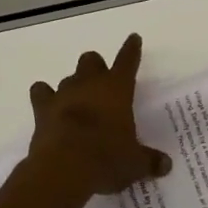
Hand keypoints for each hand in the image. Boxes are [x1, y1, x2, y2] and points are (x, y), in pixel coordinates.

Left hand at [26, 34, 172, 196]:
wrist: (64, 168)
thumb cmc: (107, 159)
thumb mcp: (135, 163)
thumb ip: (150, 161)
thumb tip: (166, 166)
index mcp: (117, 88)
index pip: (127, 60)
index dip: (131, 49)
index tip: (133, 38)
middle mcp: (90, 84)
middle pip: (92, 60)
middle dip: (97, 67)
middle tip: (102, 84)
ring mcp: (63, 94)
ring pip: (68, 76)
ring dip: (74, 85)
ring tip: (78, 101)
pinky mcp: (42, 109)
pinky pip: (41, 92)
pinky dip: (45, 96)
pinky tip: (49, 106)